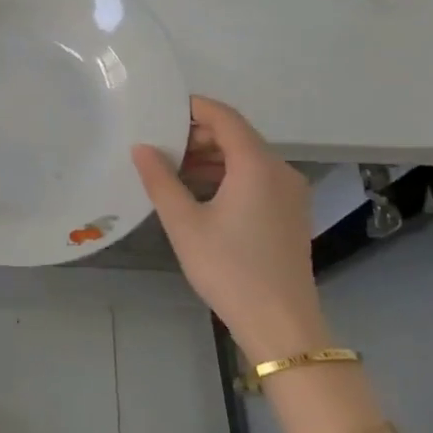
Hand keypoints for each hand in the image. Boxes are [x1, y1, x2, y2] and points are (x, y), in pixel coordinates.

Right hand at [132, 97, 325, 358]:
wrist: (280, 325)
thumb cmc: (229, 269)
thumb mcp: (184, 223)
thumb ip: (160, 180)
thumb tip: (141, 147)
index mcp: (256, 165)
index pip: (225, 117)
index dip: (193, 108)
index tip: (161, 109)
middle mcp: (280, 170)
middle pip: (237, 136)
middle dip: (198, 135)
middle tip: (160, 144)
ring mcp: (290, 193)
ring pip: (247, 158)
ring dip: (212, 157)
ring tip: (173, 169)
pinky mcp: (290, 213)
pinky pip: (257, 178)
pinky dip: (228, 175)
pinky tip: (200, 193)